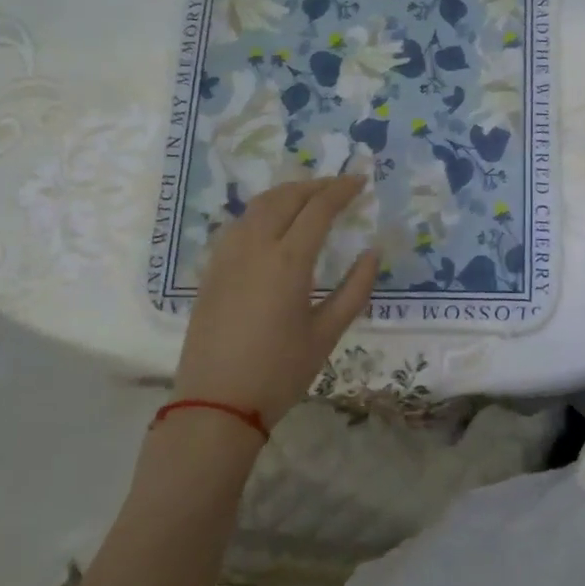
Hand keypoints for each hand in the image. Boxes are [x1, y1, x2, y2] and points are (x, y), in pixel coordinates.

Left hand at [171, 176, 377, 427]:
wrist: (215, 405)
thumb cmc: (279, 372)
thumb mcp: (327, 334)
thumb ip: (355, 289)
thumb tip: (373, 253)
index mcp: (288, 261)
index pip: (318, 208)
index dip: (342, 189)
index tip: (361, 180)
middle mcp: (255, 247)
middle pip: (286, 197)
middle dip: (316, 185)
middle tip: (340, 186)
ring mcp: (228, 256)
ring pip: (258, 206)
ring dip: (288, 193)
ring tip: (310, 197)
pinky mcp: (212, 270)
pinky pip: (240, 223)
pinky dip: (263, 210)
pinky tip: (274, 223)